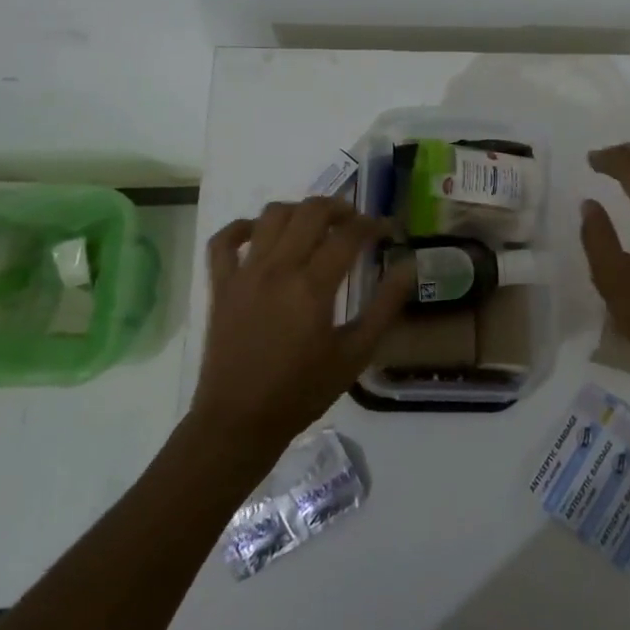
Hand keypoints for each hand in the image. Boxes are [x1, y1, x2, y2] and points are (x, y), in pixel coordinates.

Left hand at [191, 197, 414, 456]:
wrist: (239, 422)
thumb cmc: (303, 391)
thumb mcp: (356, 354)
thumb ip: (385, 306)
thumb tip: (408, 267)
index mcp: (312, 286)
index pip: (348, 235)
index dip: (373, 225)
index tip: (388, 230)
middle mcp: (278, 268)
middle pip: (310, 212)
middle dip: (339, 208)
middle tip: (356, 222)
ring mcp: (244, 274)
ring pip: (271, 215)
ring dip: (299, 210)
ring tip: (315, 225)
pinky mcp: (221, 285)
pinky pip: (224, 241)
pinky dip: (242, 227)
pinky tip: (261, 233)